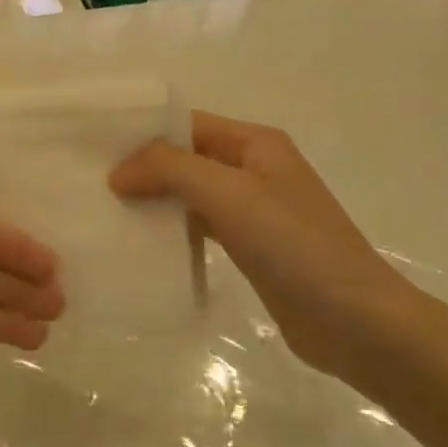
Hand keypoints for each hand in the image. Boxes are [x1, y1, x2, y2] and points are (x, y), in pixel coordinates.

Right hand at [110, 111, 402, 377]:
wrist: (356, 322)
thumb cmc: (293, 244)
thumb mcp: (228, 193)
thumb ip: (170, 169)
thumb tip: (119, 171)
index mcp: (255, 143)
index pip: (187, 124)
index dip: (143, 133)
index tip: (94, 149)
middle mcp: (254, 168)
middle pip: (187, 158)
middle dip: (144, 168)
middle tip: (91, 184)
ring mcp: (254, 211)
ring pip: (192, 194)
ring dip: (156, 201)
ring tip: (107, 213)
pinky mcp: (252, 249)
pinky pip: (202, 228)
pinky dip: (174, 231)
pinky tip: (142, 244)